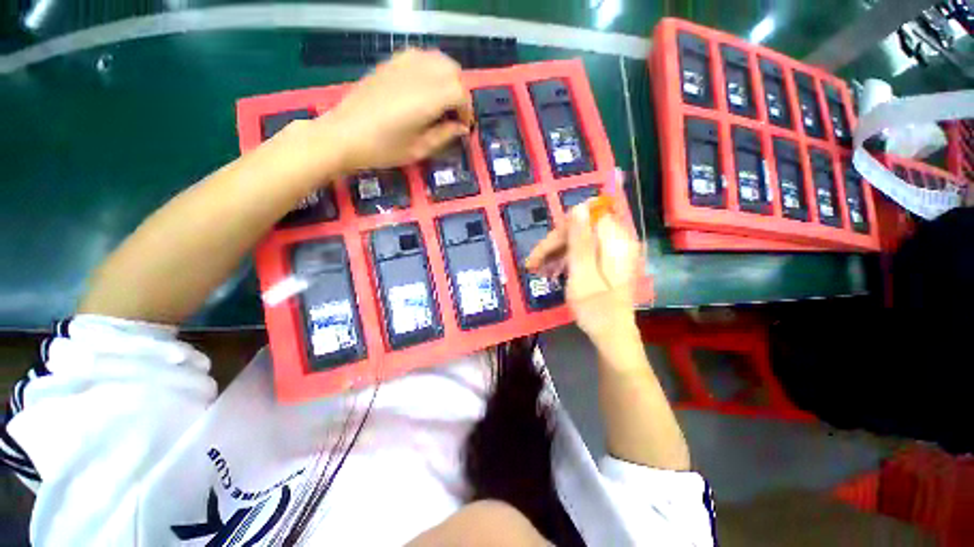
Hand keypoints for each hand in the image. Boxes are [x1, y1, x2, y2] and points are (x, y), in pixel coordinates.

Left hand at [316, 49, 473, 173]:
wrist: (344, 134)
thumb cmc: (383, 149)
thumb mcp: (419, 150)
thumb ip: (444, 135)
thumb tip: (461, 128)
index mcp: (427, 99)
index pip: (460, 93)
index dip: (466, 110)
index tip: (463, 127)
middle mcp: (418, 74)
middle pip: (453, 71)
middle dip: (460, 92)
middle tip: (454, 114)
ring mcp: (402, 64)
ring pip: (438, 59)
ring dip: (447, 78)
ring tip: (442, 101)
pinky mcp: (390, 62)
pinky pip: (421, 57)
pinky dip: (431, 70)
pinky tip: (424, 88)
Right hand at [525, 200, 642, 349]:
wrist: (612, 335)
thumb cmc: (596, 309)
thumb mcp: (582, 274)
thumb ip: (580, 241)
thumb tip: (578, 207)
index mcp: (615, 241)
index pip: (585, 217)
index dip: (562, 230)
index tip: (545, 250)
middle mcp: (617, 241)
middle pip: (580, 229)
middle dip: (555, 244)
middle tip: (533, 263)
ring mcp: (613, 251)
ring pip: (579, 240)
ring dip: (557, 252)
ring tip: (538, 270)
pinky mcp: (607, 261)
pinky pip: (583, 251)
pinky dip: (566, 259)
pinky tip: (552, 271)